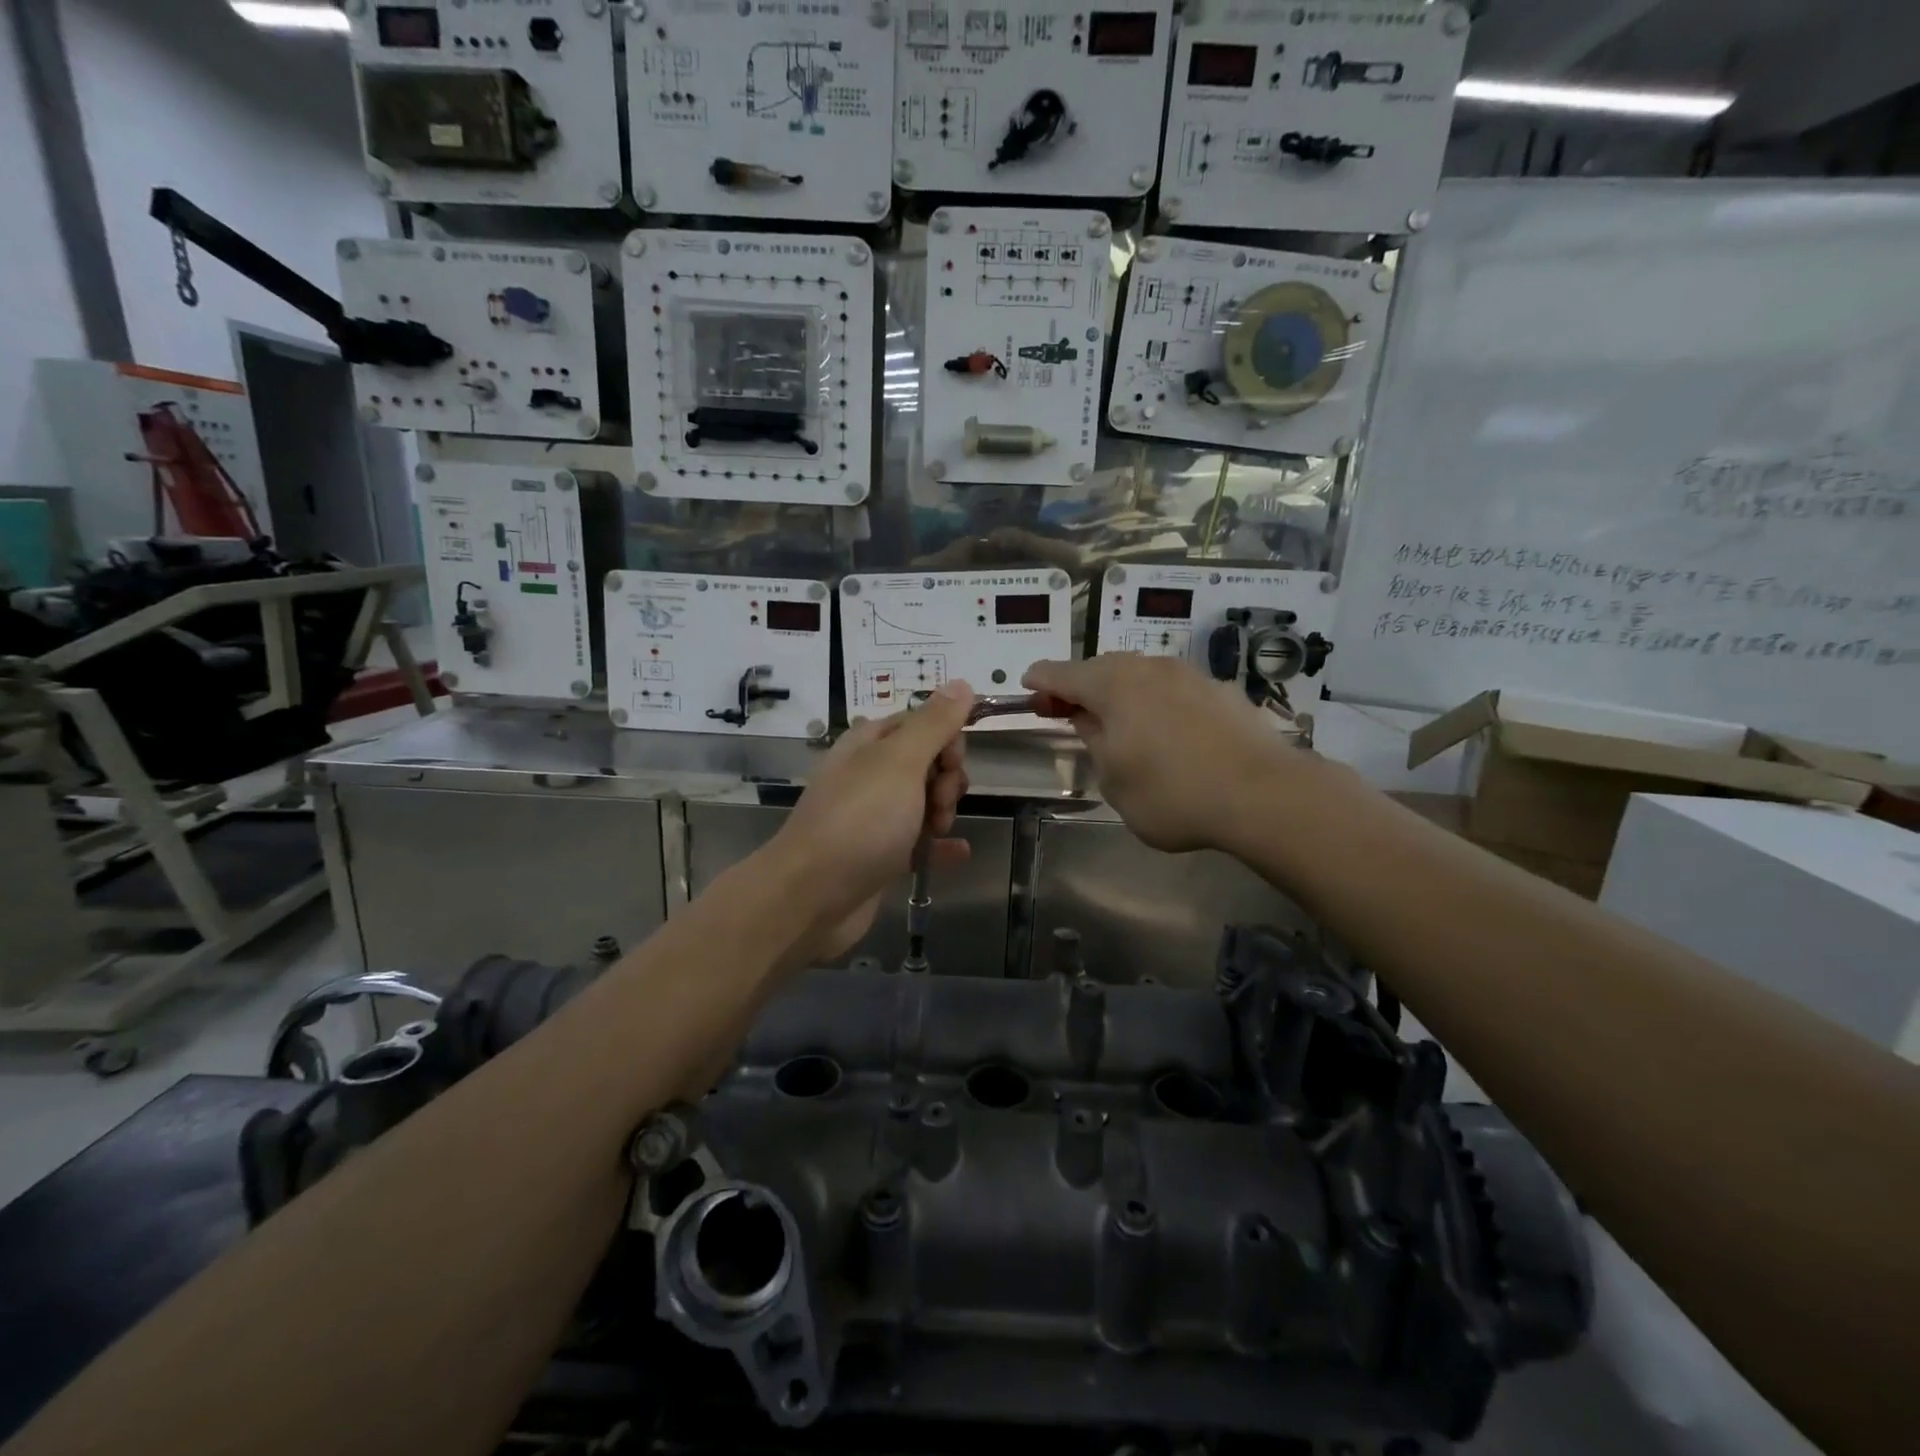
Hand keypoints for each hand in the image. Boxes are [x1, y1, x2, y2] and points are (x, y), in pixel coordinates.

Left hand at [767, 682, 975, 962]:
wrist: (812, 896)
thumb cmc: (859, 821)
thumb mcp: (900, 762)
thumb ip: (934, 723)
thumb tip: (961, 682)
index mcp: (870, 743)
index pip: (923, 723)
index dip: (947, 740)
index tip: (950, 764)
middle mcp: (870, 774)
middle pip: (928, 763)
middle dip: (946, 780)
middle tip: (938, 804)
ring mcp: (874, 816)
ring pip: (926, 801)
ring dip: (943, 812)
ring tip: (935, 831)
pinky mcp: (880, 854)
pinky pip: (920, 842)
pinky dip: (939, 845)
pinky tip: (958, 852)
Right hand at [1023, 656, 1299, 853]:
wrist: (1263, 794)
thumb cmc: (1173, 793)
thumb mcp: (1114, 780)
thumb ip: (1094, 742)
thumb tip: (1089, 720)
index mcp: (1113, 686)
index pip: (1062, 673)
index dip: (1040, 680)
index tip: (1027, 687)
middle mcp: (1148, 668)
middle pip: (1101, 668)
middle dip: (1079, 686)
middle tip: (1066, 710)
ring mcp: (1188, 675)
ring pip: (1140, 674)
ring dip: (1119, 692)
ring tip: (1115, 720)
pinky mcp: (1220, 690)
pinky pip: (1172, 688)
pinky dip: (1155, 701)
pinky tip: (1163, 728)